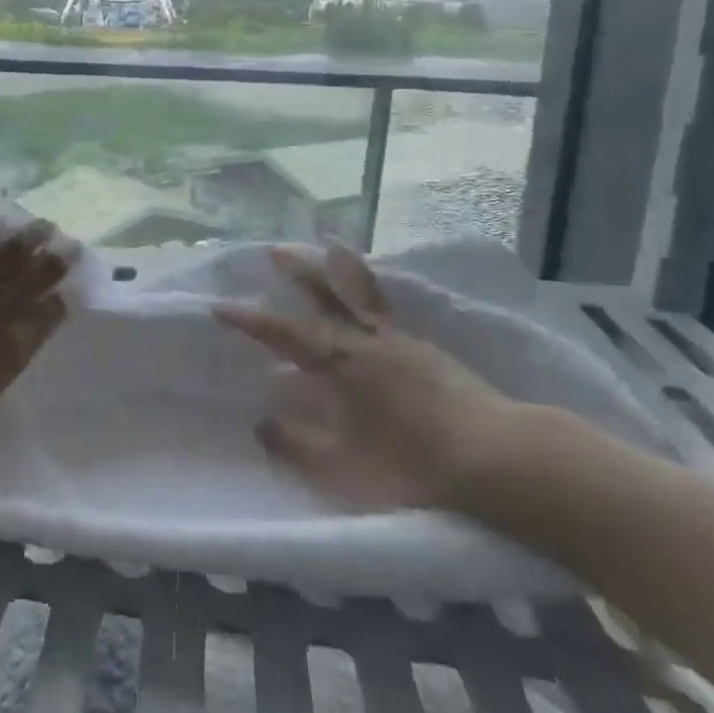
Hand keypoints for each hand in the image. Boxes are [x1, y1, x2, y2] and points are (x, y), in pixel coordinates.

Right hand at [214, 244, 514, 511]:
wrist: (493, 457)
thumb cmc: (410, 465)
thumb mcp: (342, 467)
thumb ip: (296, 444)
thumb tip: (260, 422)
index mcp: (339, 364)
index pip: (283, 333)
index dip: (250, 320)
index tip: (220, 306)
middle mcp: (366, 341)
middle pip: (325, 295)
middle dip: (297, 271)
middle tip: (274, 249)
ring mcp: (401, 340)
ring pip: (362, 292)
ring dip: (340, 268)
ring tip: (331, 245)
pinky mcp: (428, 348)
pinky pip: (390, 306)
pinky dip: (376, 289)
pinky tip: (373, 292)